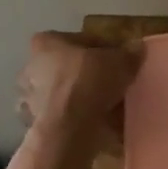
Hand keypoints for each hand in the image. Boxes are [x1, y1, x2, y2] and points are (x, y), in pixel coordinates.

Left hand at [15, 31, 143, 141]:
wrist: (69, 128)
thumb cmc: (89, 81)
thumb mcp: (120, 61)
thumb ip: (129, 53)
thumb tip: (137, 48)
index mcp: (46, 43)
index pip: (80, 40)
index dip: (102, 48)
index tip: (118, 59)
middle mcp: (31, 68)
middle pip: (66, 67)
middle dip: (86, 74)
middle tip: (111, 82)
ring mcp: (30, 99)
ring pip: (62, 94)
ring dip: (80, 99)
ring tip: (107, 106)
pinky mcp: (36, 126)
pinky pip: (62, 118)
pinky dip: (77, 120)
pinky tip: (97, 124)